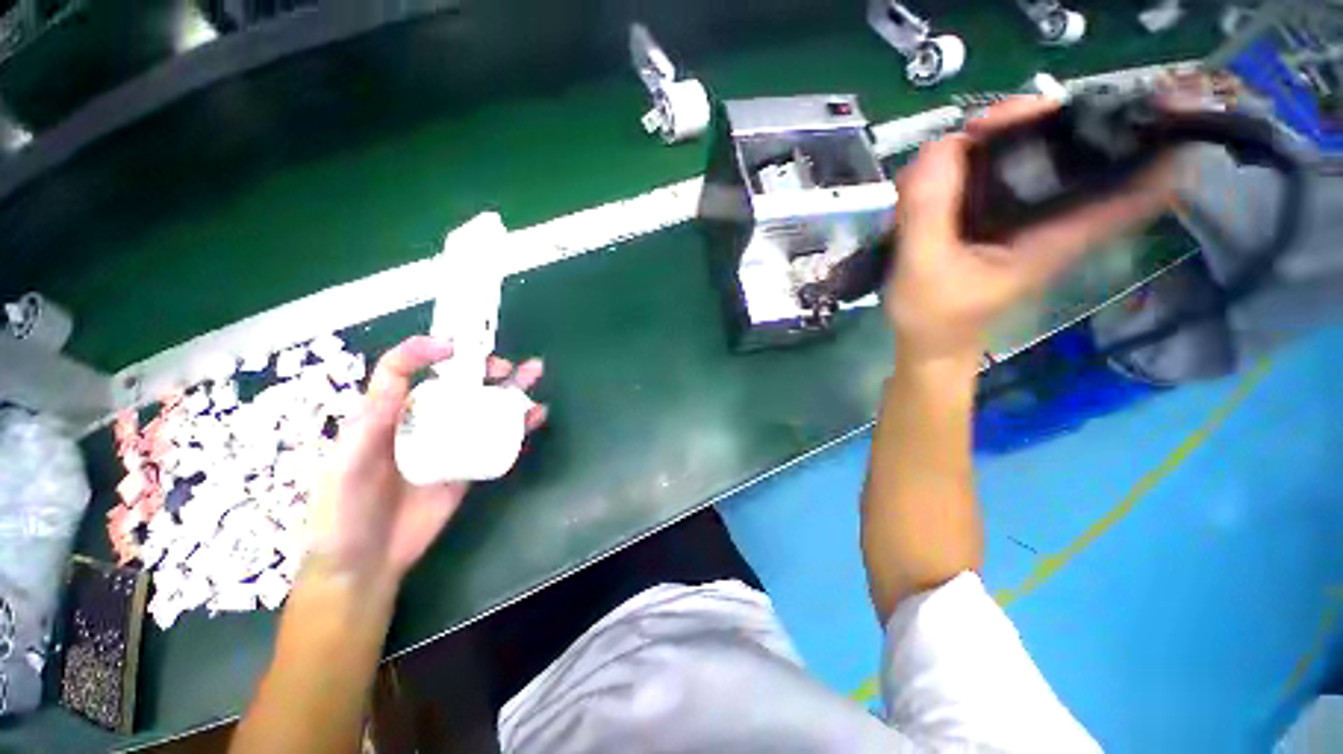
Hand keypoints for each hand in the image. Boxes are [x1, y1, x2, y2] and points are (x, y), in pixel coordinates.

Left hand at [304, 336, 546, 588]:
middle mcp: (422, 421)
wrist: (367, 563)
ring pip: (483, 407)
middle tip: (506, 367)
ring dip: (510, 389)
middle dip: (482, 368)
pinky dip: (519, 425)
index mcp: (386, 414)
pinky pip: (498, 438)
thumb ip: (371, 421)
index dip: (423, 351)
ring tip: (533, 373)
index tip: (453, 348)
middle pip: (455, 385)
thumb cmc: (343, 512)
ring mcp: (450, 442)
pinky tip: (537, 414)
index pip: (401, 371)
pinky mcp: (470, 463)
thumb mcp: (345, 464)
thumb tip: (401, 376)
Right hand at [886, 97, 1176, 361]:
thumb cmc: (933, 318)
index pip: (1138, 186)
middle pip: (1074, 147)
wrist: (925, 343)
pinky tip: (935, 173)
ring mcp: (1017, 212)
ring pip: (1025, 150)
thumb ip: (929, 211)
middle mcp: (1049, 215)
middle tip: (986, 125)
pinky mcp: (989, 214)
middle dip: (1037, 120)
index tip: (1155, 101)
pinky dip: (963, 159)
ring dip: (993, 137)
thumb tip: (945, 144)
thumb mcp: (923, 268)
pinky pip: (988, 168)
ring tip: (953, 149)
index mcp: (1058, 234)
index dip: (1157, 140)